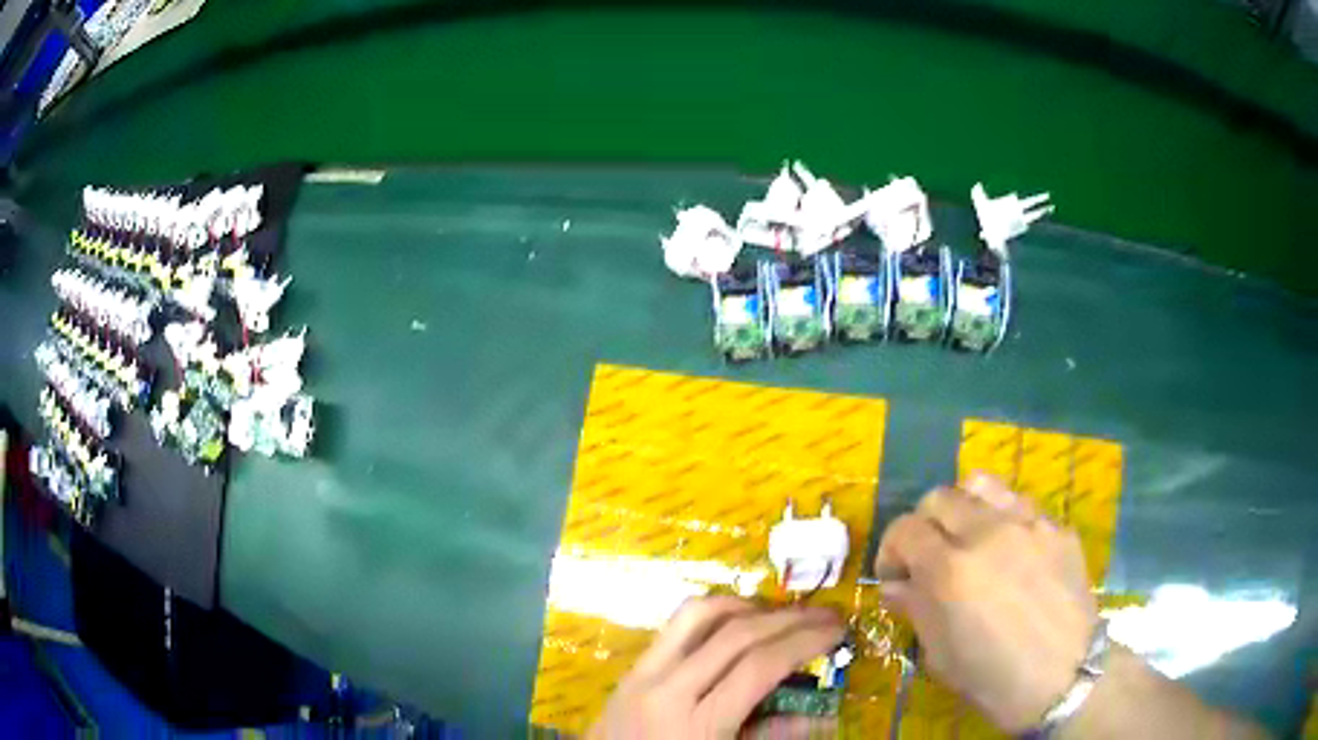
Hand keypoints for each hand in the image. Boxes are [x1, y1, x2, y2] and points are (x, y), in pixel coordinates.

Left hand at [589, 596, 844, 739]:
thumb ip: (771, 736)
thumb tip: (824, 715)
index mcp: (697, 724)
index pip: (758, 667)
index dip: (805, 642)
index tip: (838, 630)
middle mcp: (668, 689)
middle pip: (736, 635)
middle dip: (790, 619)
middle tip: (826, 615)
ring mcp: (644, 673)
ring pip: (700, 615)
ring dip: (750, 606)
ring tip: (785, 614)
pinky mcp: (632, 666)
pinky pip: (675, 625)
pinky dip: (714, 611)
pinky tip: (738, 620)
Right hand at [875, 474, 1097, 732]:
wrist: (1064, 677)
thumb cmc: (993, 678)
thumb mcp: (940, 655)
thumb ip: (916, 609)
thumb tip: (896, 585)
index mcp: (950, 571)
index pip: (905, 529)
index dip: (891, 550)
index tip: (895, 575)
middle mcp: (987, 532)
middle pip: (939, 497)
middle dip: (924, 524)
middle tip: (930, 556)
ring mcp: (1028, 522)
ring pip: (982, 485)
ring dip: (964, 508)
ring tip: (969, 538)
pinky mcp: (1056, 526)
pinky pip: (1021, 505)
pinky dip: (1004, 520)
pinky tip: (1012, 553)